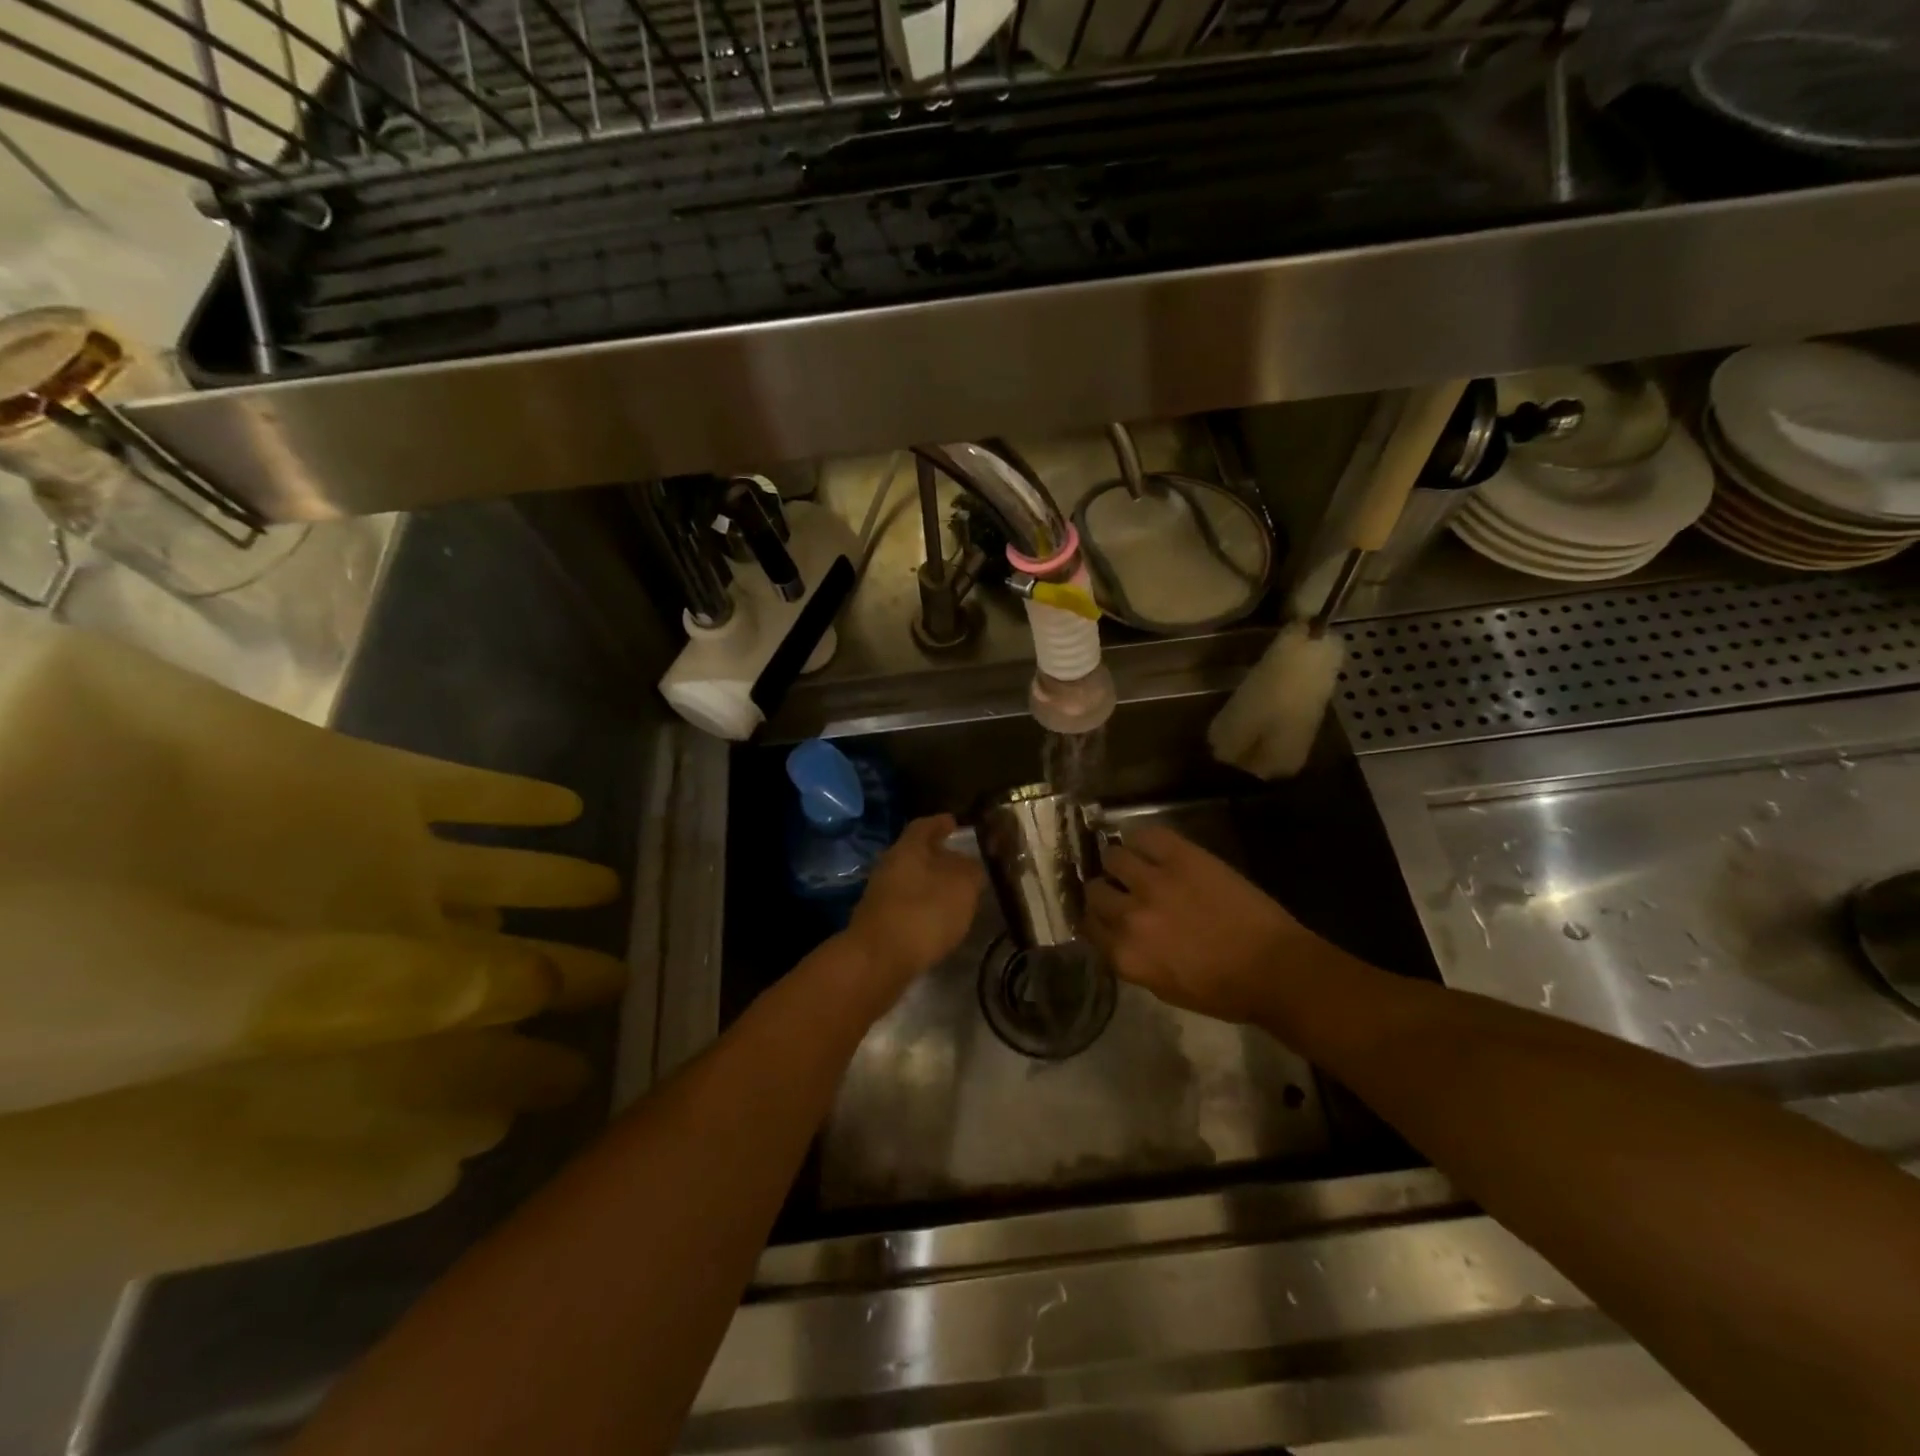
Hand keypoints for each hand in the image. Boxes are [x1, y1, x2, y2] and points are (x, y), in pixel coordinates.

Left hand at [845, 815, 983, 992]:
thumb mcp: (962, 885)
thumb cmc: (925, 912)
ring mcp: (880, 895)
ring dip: (930, 884)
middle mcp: (889, 865)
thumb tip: (969, 864)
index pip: (925, 825)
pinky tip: (938, 920)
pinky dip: (922, 907)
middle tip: (961, 861)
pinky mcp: (878, 923)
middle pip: (915, 853)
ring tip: (954, 893)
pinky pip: (906, 905)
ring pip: (909, 880)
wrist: (878, 959)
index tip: (955, 823)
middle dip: (937, 856)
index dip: (941, 823)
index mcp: (908, 848)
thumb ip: (970, 870)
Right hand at [1084, 824, 1317, 1024]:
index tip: (1107, 915)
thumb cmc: (1223, 991)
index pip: (1087, 925)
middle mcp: (1129, 917)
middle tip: (1122, 890)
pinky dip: (1142, 840)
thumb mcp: (1163, 988)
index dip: (1096, 918)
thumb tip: (1117, 934)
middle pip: (1094, 890)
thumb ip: (1131, 958)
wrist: (1274, 968)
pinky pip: (1144, 835)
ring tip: (1136, 865)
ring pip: (1113, 857)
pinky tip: (1152, 849)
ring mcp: (1154, 882)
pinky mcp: (1180, 856)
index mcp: (1125, 955)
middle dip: (1105, 890)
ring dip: (1120, 863)